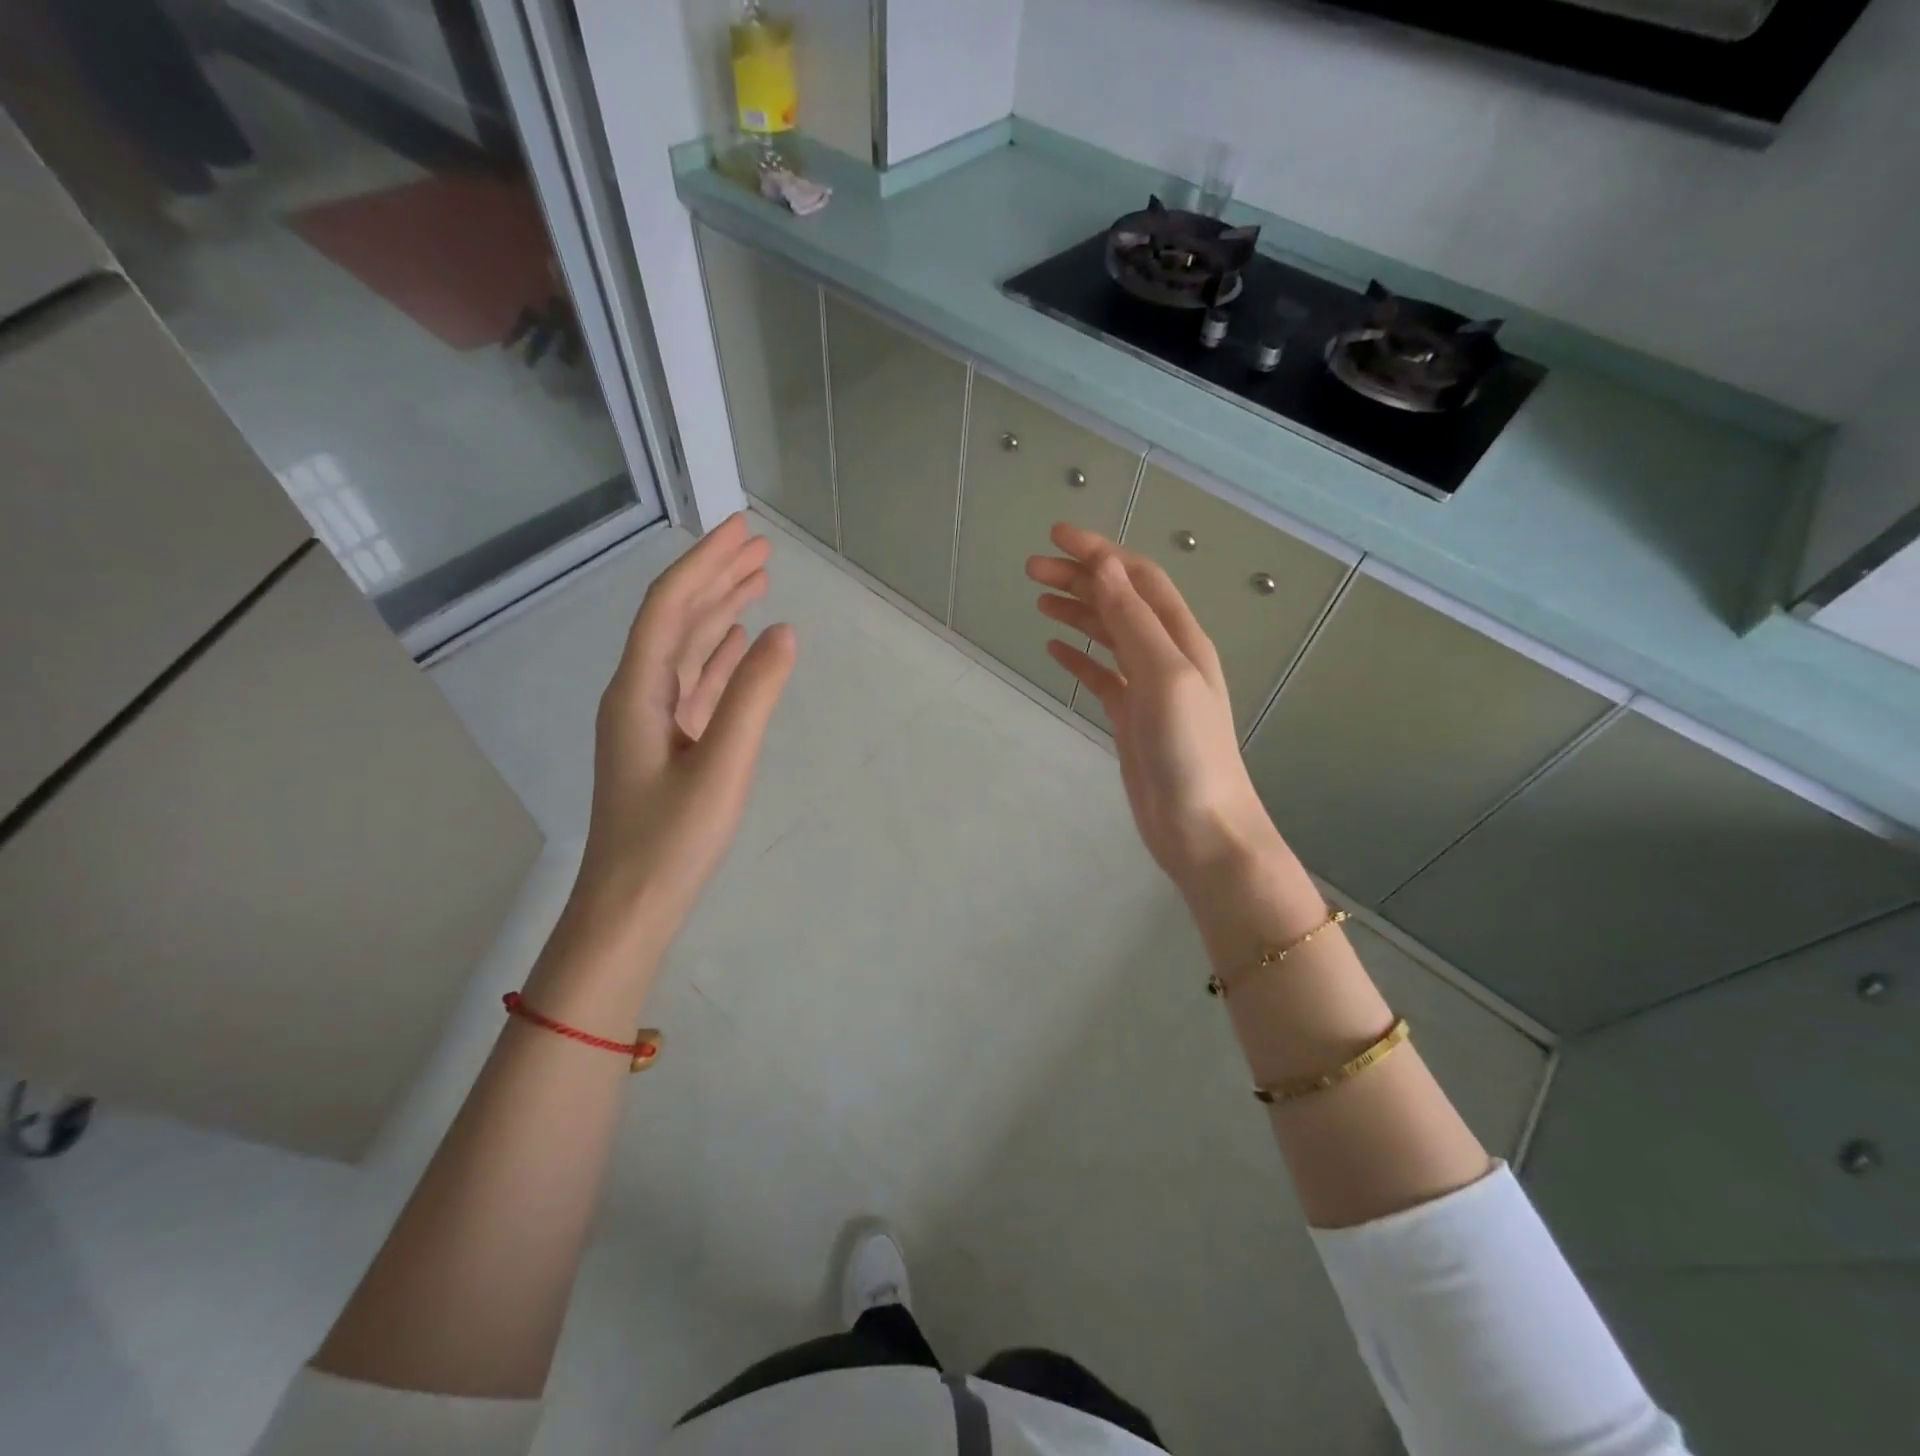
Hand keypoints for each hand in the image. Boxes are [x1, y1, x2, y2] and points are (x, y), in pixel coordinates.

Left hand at [570, 513, 795, 950]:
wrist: (629, 906)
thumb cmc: (671, 840)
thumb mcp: (722, 766)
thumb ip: (752, 696)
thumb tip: (783, 632)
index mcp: (639, 690)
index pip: (671, 605)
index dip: (705, 562)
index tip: (743, 529)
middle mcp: (640, 694)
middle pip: (677, 619)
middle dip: (717, 577)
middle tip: (760, 546)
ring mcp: (653, 721)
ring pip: (688, 649)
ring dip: (721, 612)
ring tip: (758, 581)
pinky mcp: (669, 744)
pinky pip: (696, 684)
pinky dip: (719, 656)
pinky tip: (740, 643)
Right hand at [1027, 524, 1283, 897]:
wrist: (1201, 828)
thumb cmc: (1189, 751)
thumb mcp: (1164, 676)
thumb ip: (1134, 622)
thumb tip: (1103, 567)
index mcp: (1180, 638)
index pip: (1137, 578)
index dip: (1099, 552)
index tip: (1055, 536)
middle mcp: (1165, 655)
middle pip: (1118, 601)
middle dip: (1079, 578)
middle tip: (1031, 569)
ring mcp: (1147, 688)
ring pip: (1107, 635)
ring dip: (1077, 611)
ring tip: (1038, 598)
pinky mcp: (1130, 718)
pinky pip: (1100, 675)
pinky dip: (1078, 656)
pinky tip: (1055, 647)